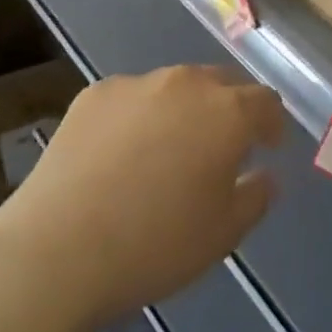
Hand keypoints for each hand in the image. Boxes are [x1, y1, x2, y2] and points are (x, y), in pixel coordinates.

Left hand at [0, 67, 282, 331]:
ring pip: (174, 87)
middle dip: (230, 109)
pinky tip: (122, 153)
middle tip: (222, 146)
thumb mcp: (224, 233)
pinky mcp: (93, 94)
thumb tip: (263, 175)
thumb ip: (255, 196)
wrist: (59, 248)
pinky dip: (140, 116)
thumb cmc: (156, 244)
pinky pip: (132, 97)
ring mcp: (135, 84)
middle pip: (220, 83)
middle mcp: (184, 84)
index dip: (271, 123)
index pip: (265, 101)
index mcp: (226, 113)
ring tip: (169, 149)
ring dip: (184, 109)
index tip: (268, 146)